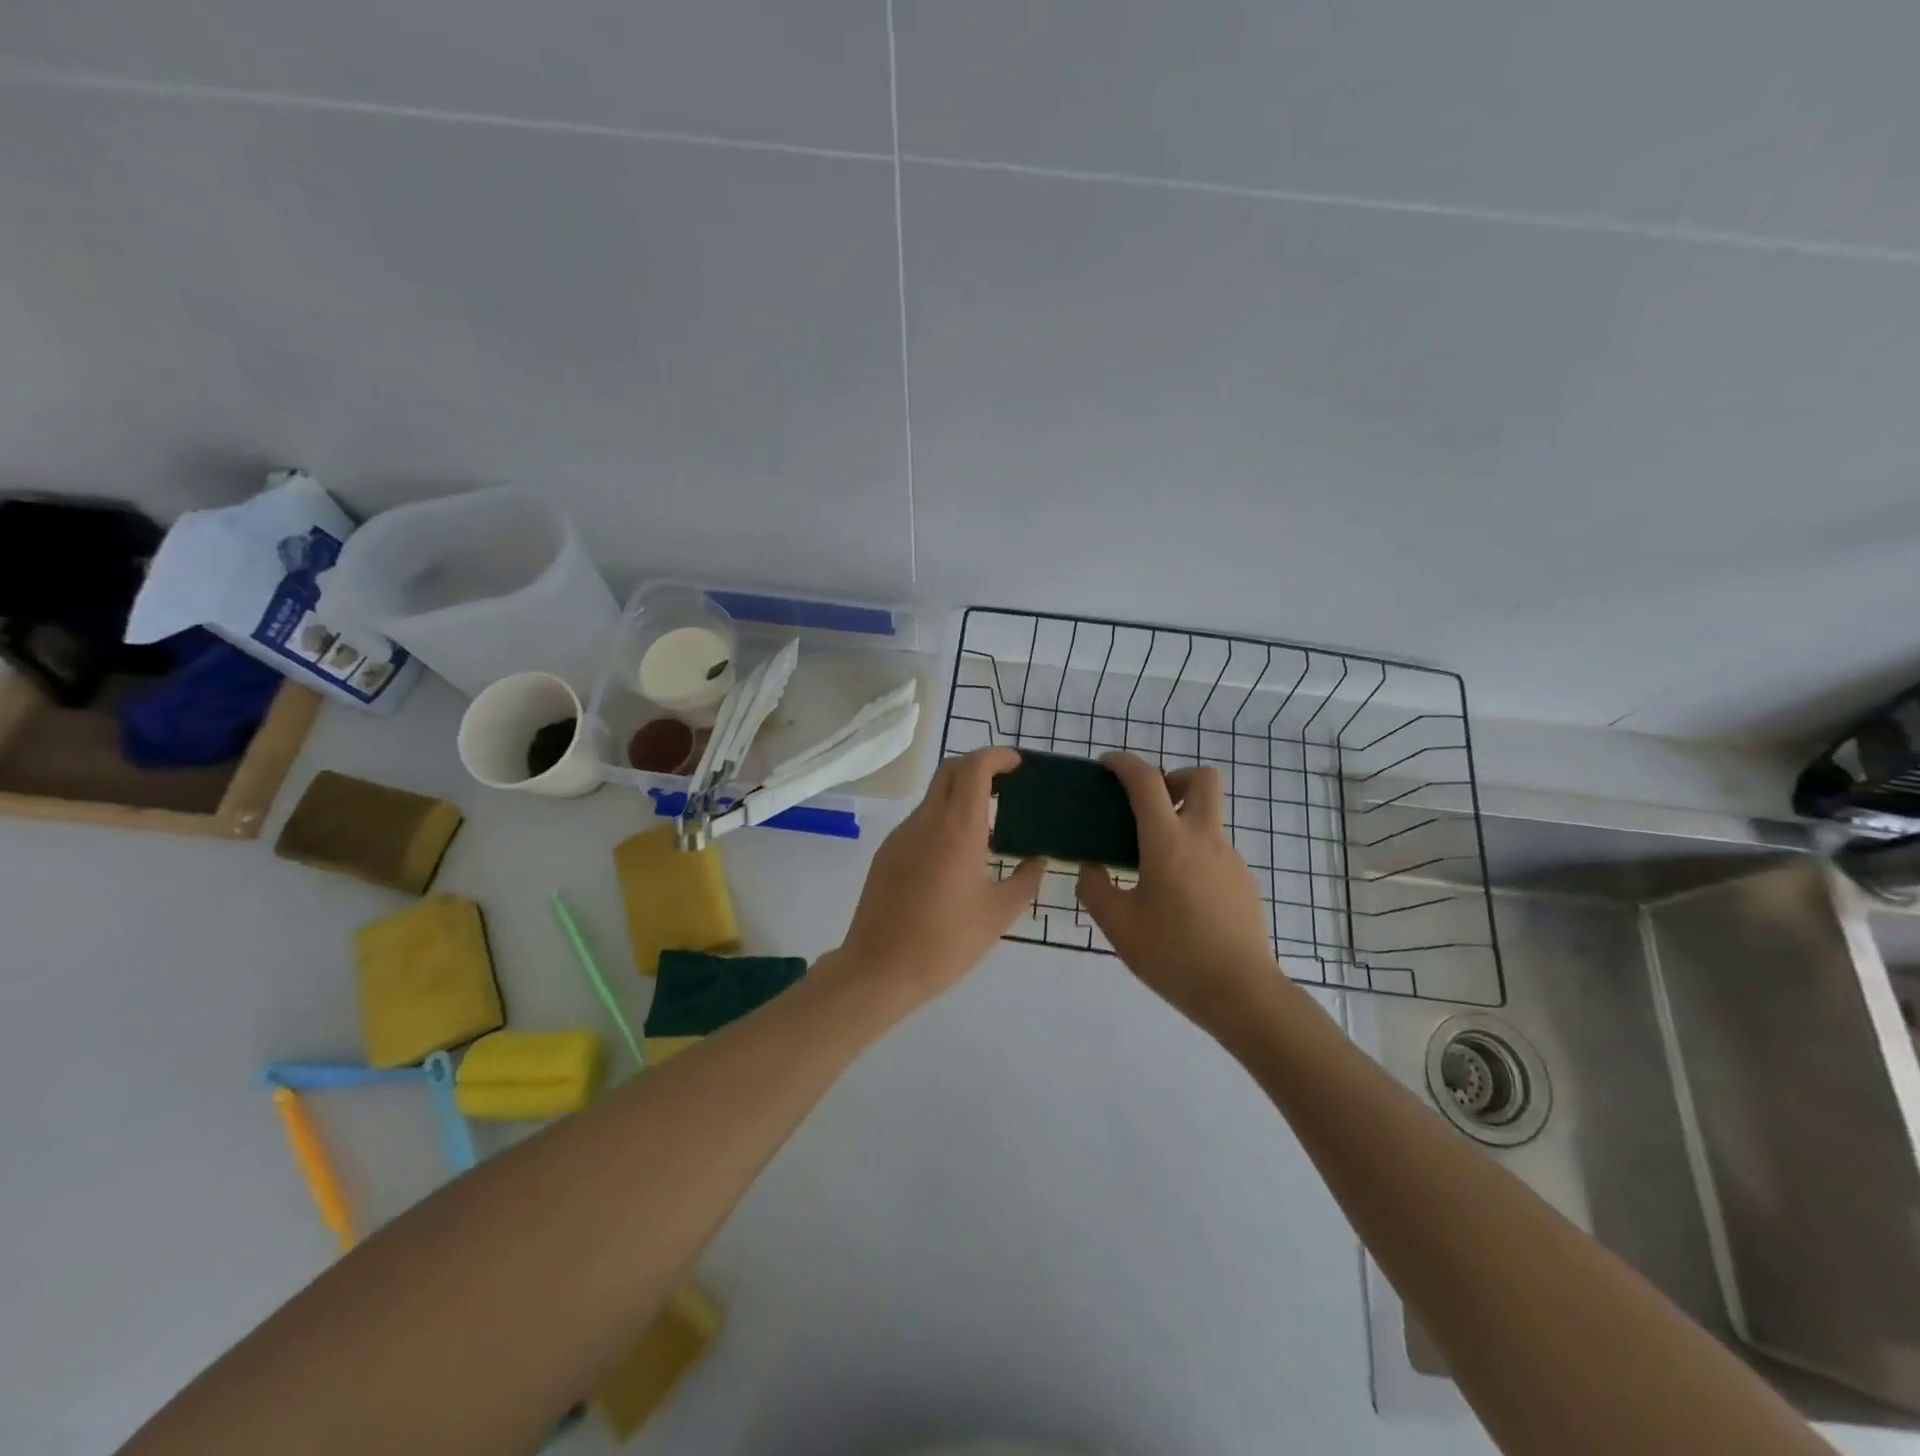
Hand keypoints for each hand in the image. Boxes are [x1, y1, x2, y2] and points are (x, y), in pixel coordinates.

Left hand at [832, 746, 1045, 1008]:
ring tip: (989, 823)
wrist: (878, 969)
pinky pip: (921, 821)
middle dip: (979, 765)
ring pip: (934, 796)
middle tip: (1006, 783)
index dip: (997, 756)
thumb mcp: (998, 914)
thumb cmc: (945, 943)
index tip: (1017, 764)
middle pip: (950, 770)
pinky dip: (944, 818)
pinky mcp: (887, 852)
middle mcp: (926, 821)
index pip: (974, 768)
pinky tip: (958, 853)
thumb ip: (1025, 880)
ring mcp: (902, 834)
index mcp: (958, 829)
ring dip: (960, 794)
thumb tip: (1038, 860)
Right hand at [1076, 753, 1278, 1030]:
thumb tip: (1092, 868)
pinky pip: (1215, 852)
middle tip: (1149, 807)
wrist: (1241, 993)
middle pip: (1202, 779)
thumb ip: (1095, 889)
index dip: (1124, 763)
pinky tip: (1180, 898)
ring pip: (1208, 819)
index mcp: (1168, 842)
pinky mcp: (1244, 883)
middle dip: (1174, 778)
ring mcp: (1230, 860)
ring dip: (1181, 823)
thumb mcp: (1118, 925)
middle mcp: (1204, 839)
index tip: (1106, 765)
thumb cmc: (1173, 955)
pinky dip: (1194, 856)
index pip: (1146, 781)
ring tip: (1154, 868)